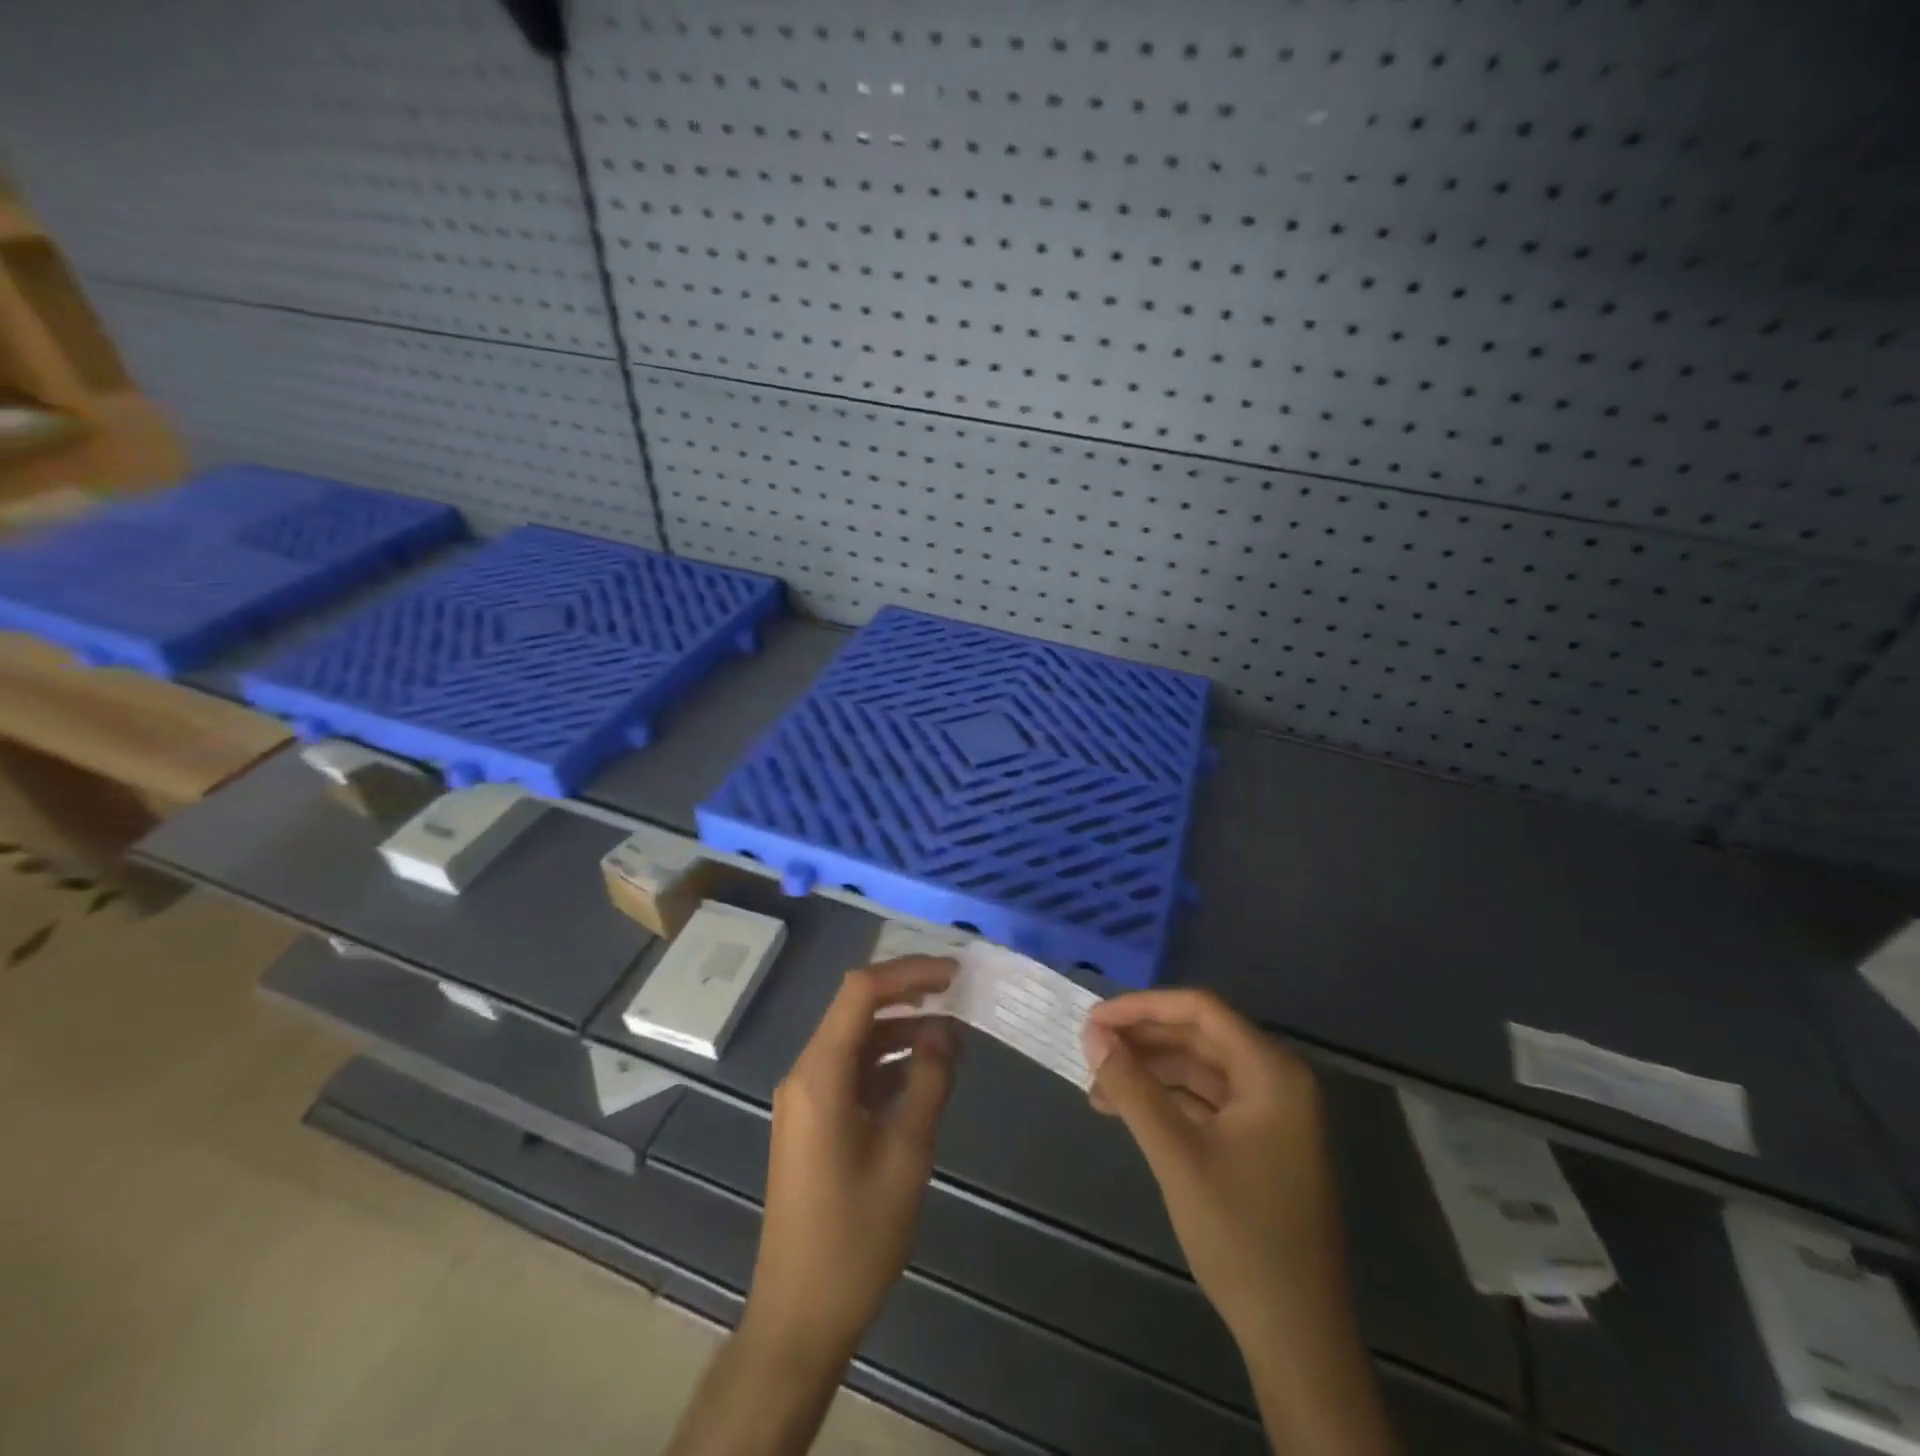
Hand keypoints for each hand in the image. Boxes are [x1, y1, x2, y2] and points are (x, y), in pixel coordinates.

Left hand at [744, 957, 960, 1364]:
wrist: (799, 1316)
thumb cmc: (854, 1238)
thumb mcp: (905, 1155)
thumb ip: (928, 1082)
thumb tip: (946, 1031)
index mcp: (819, 1074)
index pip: (861, 992)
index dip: (909, 973)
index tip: (955, 975)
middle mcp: (805, 1074)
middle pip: (856, 1010)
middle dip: (908, 995)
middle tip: (959, 994)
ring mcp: (806, 1099)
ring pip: (856, 1041)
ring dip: (902, 1032)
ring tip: (953, 1037)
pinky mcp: (813, 1122)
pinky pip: (852, 1072)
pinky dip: (888, 1064)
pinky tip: (925, 1073)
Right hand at [1083, 988, 1337, 1344]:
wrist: (1296, 1337)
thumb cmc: (1241, 1237)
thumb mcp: (1177, 1156)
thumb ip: (1133, 1089)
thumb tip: (1093, 1036)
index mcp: (1272, 1071)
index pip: (1201, 1010)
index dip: (1143, 1007)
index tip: (1094, 1020)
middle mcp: (1277, 1079)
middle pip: (1200, 1035)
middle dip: (1143, 1039)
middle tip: (1090, 1049)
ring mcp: (1271, 1112)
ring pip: (1200, 1067)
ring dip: (1150, 1071)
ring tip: (1098, 1085)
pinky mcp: (1260, 1141)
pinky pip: (1207, 1100)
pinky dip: (1167, 1099)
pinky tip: (1128, 1110)